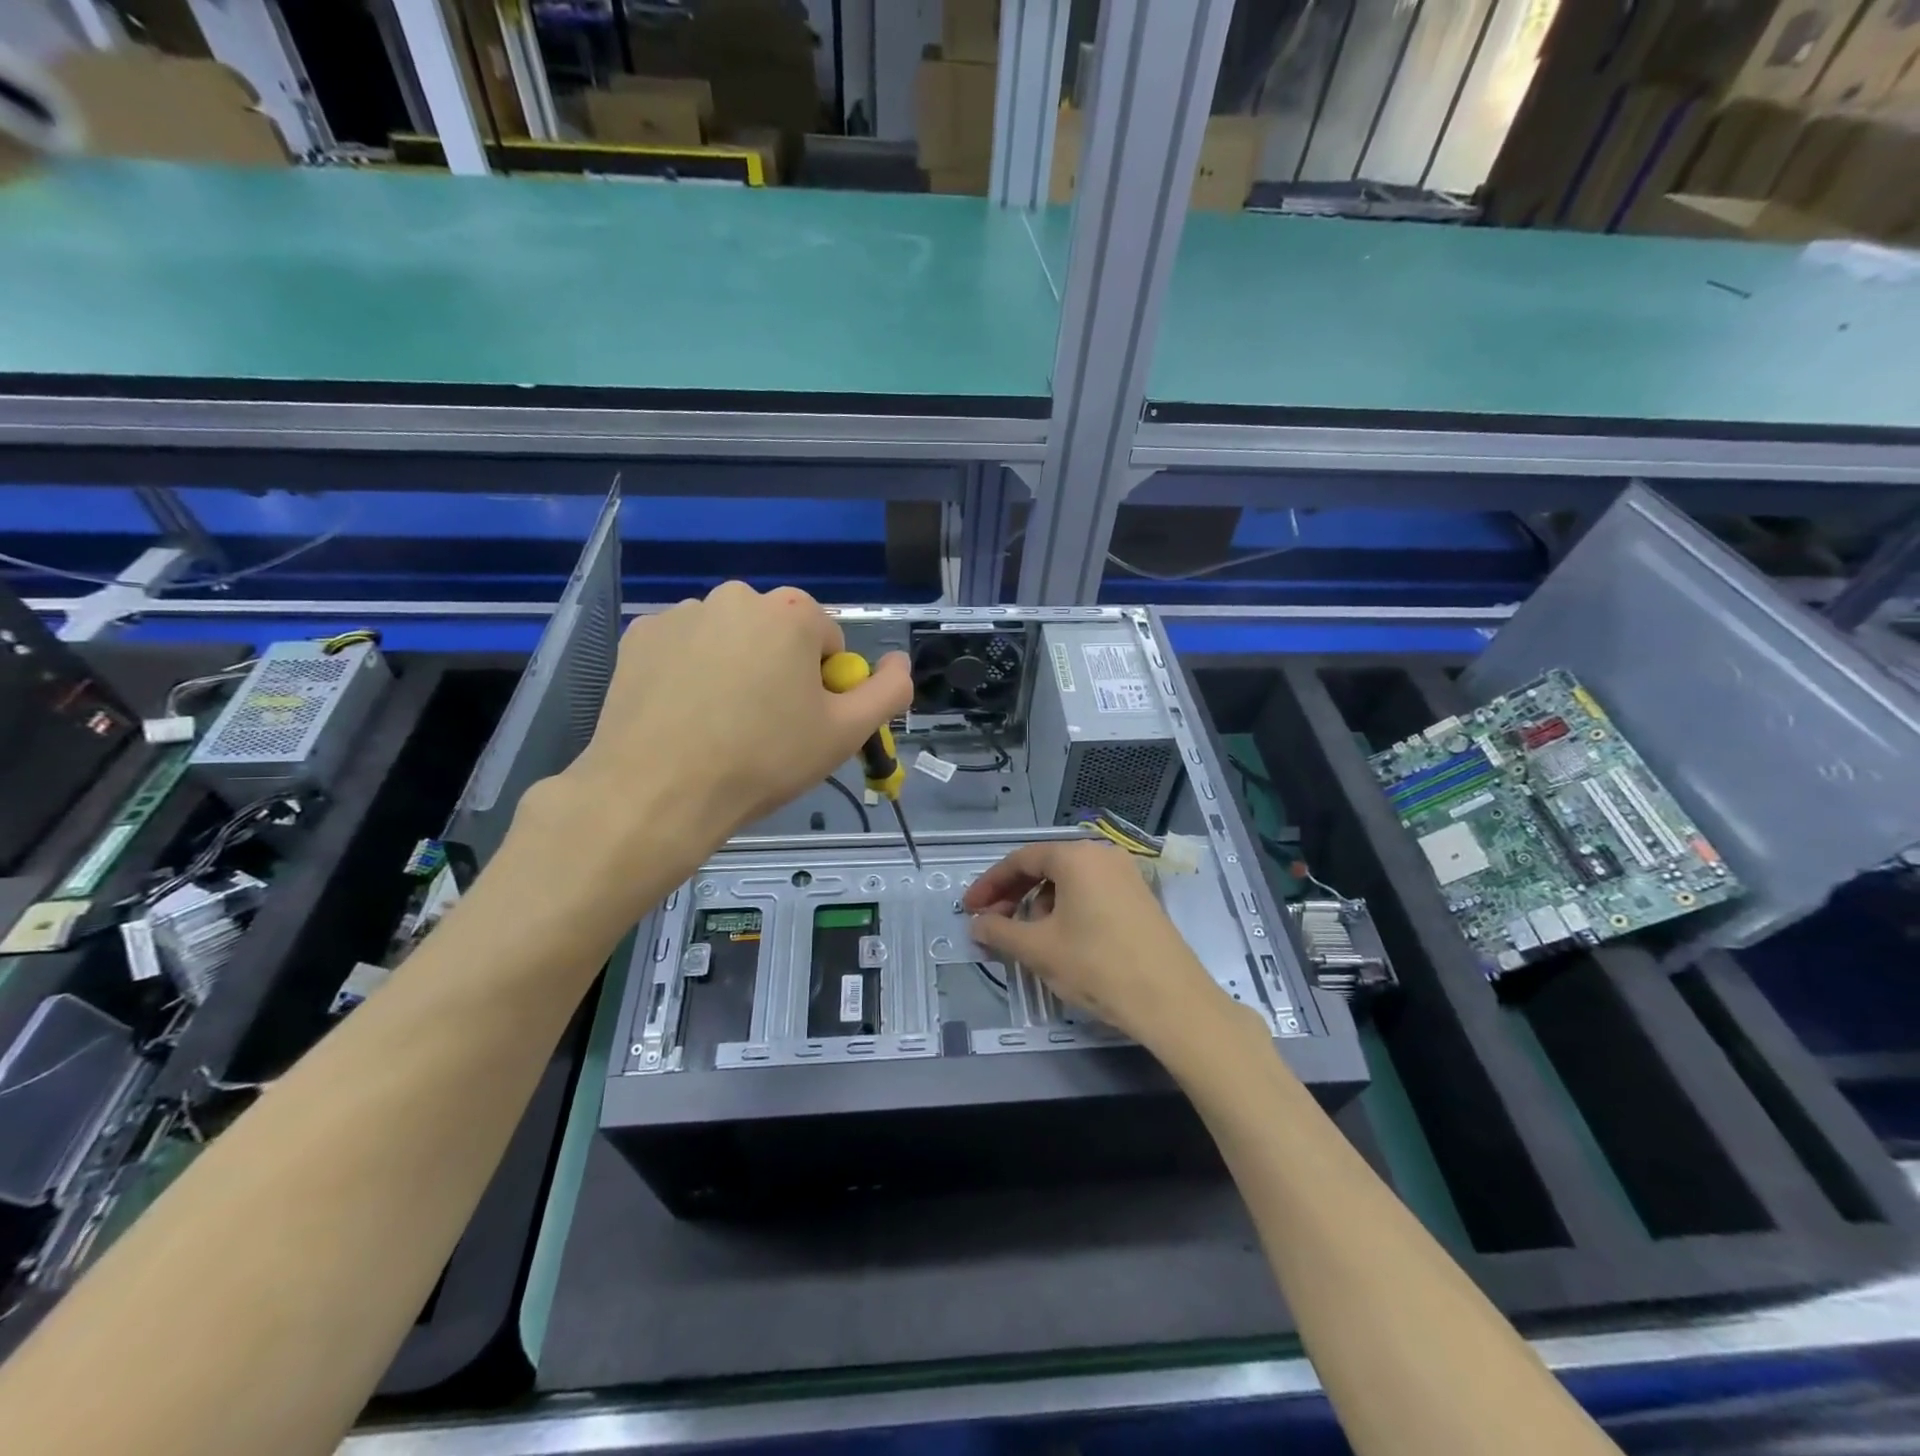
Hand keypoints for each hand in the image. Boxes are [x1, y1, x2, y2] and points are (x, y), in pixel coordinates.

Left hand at [524, 583, 910, 915]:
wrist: (658, 792)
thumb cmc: (764, 760)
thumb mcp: (845, 734)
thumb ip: (888, 692)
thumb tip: (900, 663)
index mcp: (790, 613)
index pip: (827, 642)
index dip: (824, 685)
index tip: (804, 723)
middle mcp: (736, 596)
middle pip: (777, 634)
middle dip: (779, 669)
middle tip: (765, 725)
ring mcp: (681, 613)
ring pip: (729, 639)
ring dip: (734, 667)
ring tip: (719, 724)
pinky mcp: (639, 636)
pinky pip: (684, 648)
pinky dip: (689, 671)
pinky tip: (682, 714)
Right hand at [963, 839, 1231, 1048]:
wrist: (1171, 1000)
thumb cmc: (1097, 965)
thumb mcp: (1039, 949)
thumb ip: (999, 932)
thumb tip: (976, 924)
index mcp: (1075, 856)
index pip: (1020, 860)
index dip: (989, 885)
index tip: (969, 909)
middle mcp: (1102, 855)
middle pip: (1045, 867)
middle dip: (1013, 895)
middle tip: (991, 924)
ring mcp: (1125, 875)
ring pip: (1068, 882)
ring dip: (1039, 905)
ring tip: (1026, 938)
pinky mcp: (1140, 898)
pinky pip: (1091, 893)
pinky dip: (1066, 910)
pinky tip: (1061, 940)